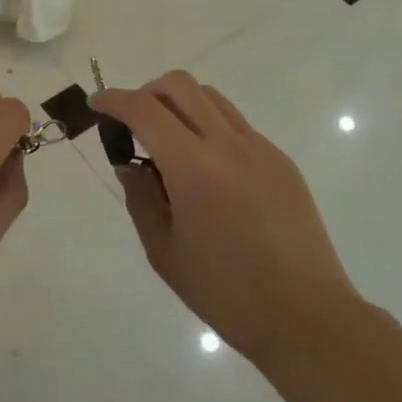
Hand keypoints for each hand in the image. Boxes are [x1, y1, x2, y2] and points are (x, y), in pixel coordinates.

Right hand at [91, 71, 360, 370]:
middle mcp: (229, 144)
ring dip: (180, 105)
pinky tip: (206, 172)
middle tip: (132, 125)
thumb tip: (129, 165)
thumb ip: (140, 198)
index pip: (145, 109)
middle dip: (146, 92)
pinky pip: (236, 126)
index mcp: (194, 167)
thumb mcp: (164, 251)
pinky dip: (209, 128)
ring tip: (168, 145)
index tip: (96, 105)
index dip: (113, 100)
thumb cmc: (225, 292)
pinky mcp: (281, 162)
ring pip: (211, 98)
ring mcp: (260, 149)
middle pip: (180, 86)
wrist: (305, 316)